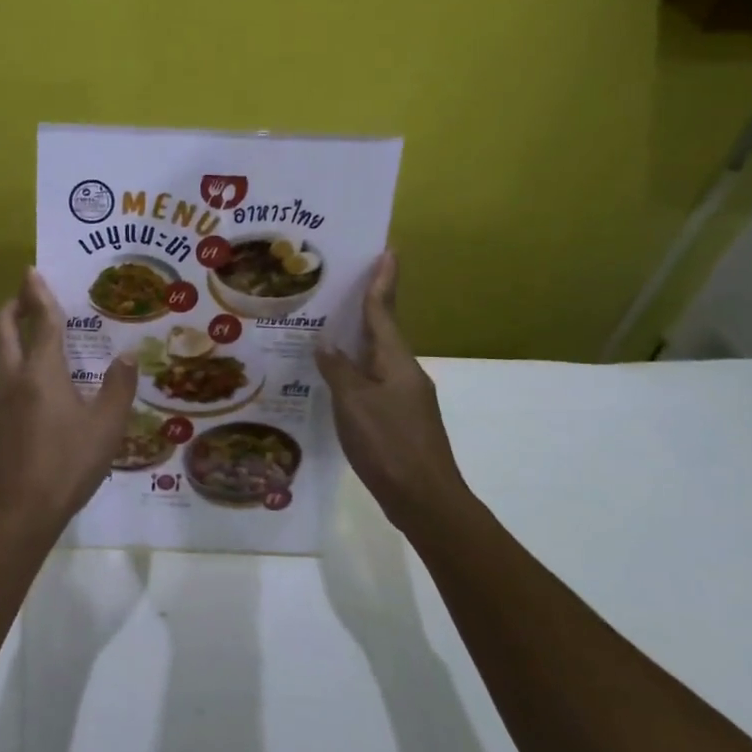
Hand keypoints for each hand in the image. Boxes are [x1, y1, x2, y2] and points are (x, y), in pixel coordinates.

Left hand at [0, 269, 137, 528]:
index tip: (32, 271)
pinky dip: (8, 358)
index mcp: (42, 372)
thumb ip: (118, 387)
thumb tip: (126, 355)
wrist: (20, 509)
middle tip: (27, 295)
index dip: (38, 294)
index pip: (41, 322)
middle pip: (4, 328)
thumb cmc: (68, 463)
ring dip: (6, 332)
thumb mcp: (107, 427)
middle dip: (13, 305)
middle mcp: (14, 377)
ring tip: (26, 330)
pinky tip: (25, 376)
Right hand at [316, 252, 469, 520]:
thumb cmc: (388, 444)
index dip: (382, 282)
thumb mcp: (354, 403)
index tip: (387, 251)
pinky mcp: (399, 419)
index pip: (384, 312)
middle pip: (383, 331)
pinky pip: (373, 382)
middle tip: (342, 284)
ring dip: (357, 340)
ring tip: (328, 327)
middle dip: (367, 306)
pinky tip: (334, 379)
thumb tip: (325, 341)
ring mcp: (405, 397)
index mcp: (397, 362)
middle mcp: (405, 373)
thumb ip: (338, 370)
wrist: (425, 499)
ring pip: (377, 358)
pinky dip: (355, 371)